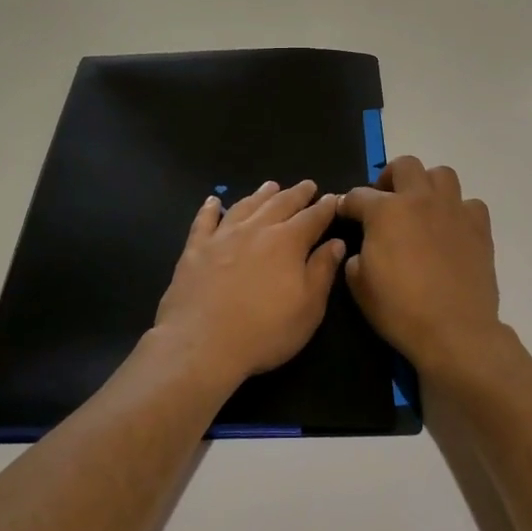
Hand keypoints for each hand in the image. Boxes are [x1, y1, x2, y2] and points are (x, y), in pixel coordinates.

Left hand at [153, 180, 345, 389]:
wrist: (202, 344)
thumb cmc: (265, 331)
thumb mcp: (308, 308)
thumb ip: (322, 271)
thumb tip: (336, 243)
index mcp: (287, 242)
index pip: (313, 218)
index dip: (325, 207)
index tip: (333, 198)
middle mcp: (256, 230)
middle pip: (280, 204)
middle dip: (297, 194)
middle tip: (307, 185)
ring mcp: (222, 236)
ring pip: (246, 205)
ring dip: (261, 195)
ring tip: (271, 186)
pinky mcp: (195, 249)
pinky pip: (204, 220)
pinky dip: (211, 208)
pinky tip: (214, 201)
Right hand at [338, 157, 503, 376]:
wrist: (454, 331)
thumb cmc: (400, 310)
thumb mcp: (359, 286)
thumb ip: (356, 258)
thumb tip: (364, 250)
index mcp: (386, 211)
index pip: (358, 196)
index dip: (347, 204)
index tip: (344, 213)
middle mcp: (421, 200)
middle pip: (405, 166)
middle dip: (390, 177)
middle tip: (385, 200)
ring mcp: (454, 210)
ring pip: (442, 175)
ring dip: (427, 185)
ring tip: (421, 207)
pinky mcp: (480, 227)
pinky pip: (469, 204)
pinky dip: (458, 210)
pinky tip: (451, 228)